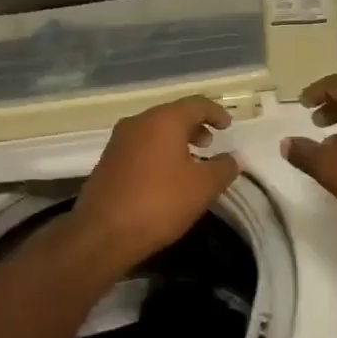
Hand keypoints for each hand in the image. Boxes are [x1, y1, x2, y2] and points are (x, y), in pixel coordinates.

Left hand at [70, 96, 239, 271]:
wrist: (103, 233)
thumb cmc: (159, 203)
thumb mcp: (203, 187)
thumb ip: (223, 168)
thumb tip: (233, 158)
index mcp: (163, 120)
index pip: (196, 104)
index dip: (216, 113)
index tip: (228, 126)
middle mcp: (138, 123)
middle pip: (172, 115)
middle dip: (194, 127)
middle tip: (210, 143)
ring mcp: (118, 141)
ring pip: (154, 131)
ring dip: (175, 141)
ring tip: (191, 162)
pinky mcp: (107, 161)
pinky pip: (140, 147)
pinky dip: (158, 153)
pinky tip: (165, 177)